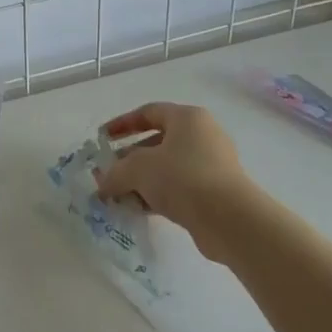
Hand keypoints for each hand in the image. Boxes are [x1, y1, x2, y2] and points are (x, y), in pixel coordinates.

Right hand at [96, 102, 257, 246]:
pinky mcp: (215, 192)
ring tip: (118, 196)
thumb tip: (103, 184)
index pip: (149, 112)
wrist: (230, 219)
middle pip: (157, 142)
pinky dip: (157, 195)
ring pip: (167, 167)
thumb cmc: (182, 177)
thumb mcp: (138, 170)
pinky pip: (179, 187)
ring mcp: (212, 165)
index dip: (122, 124)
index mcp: (187, 118)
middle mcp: (202, 136)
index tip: (102, 139)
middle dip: (128, 159)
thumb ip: (115, 172)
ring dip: (140, 180)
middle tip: (107, 174)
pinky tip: (138, 209)